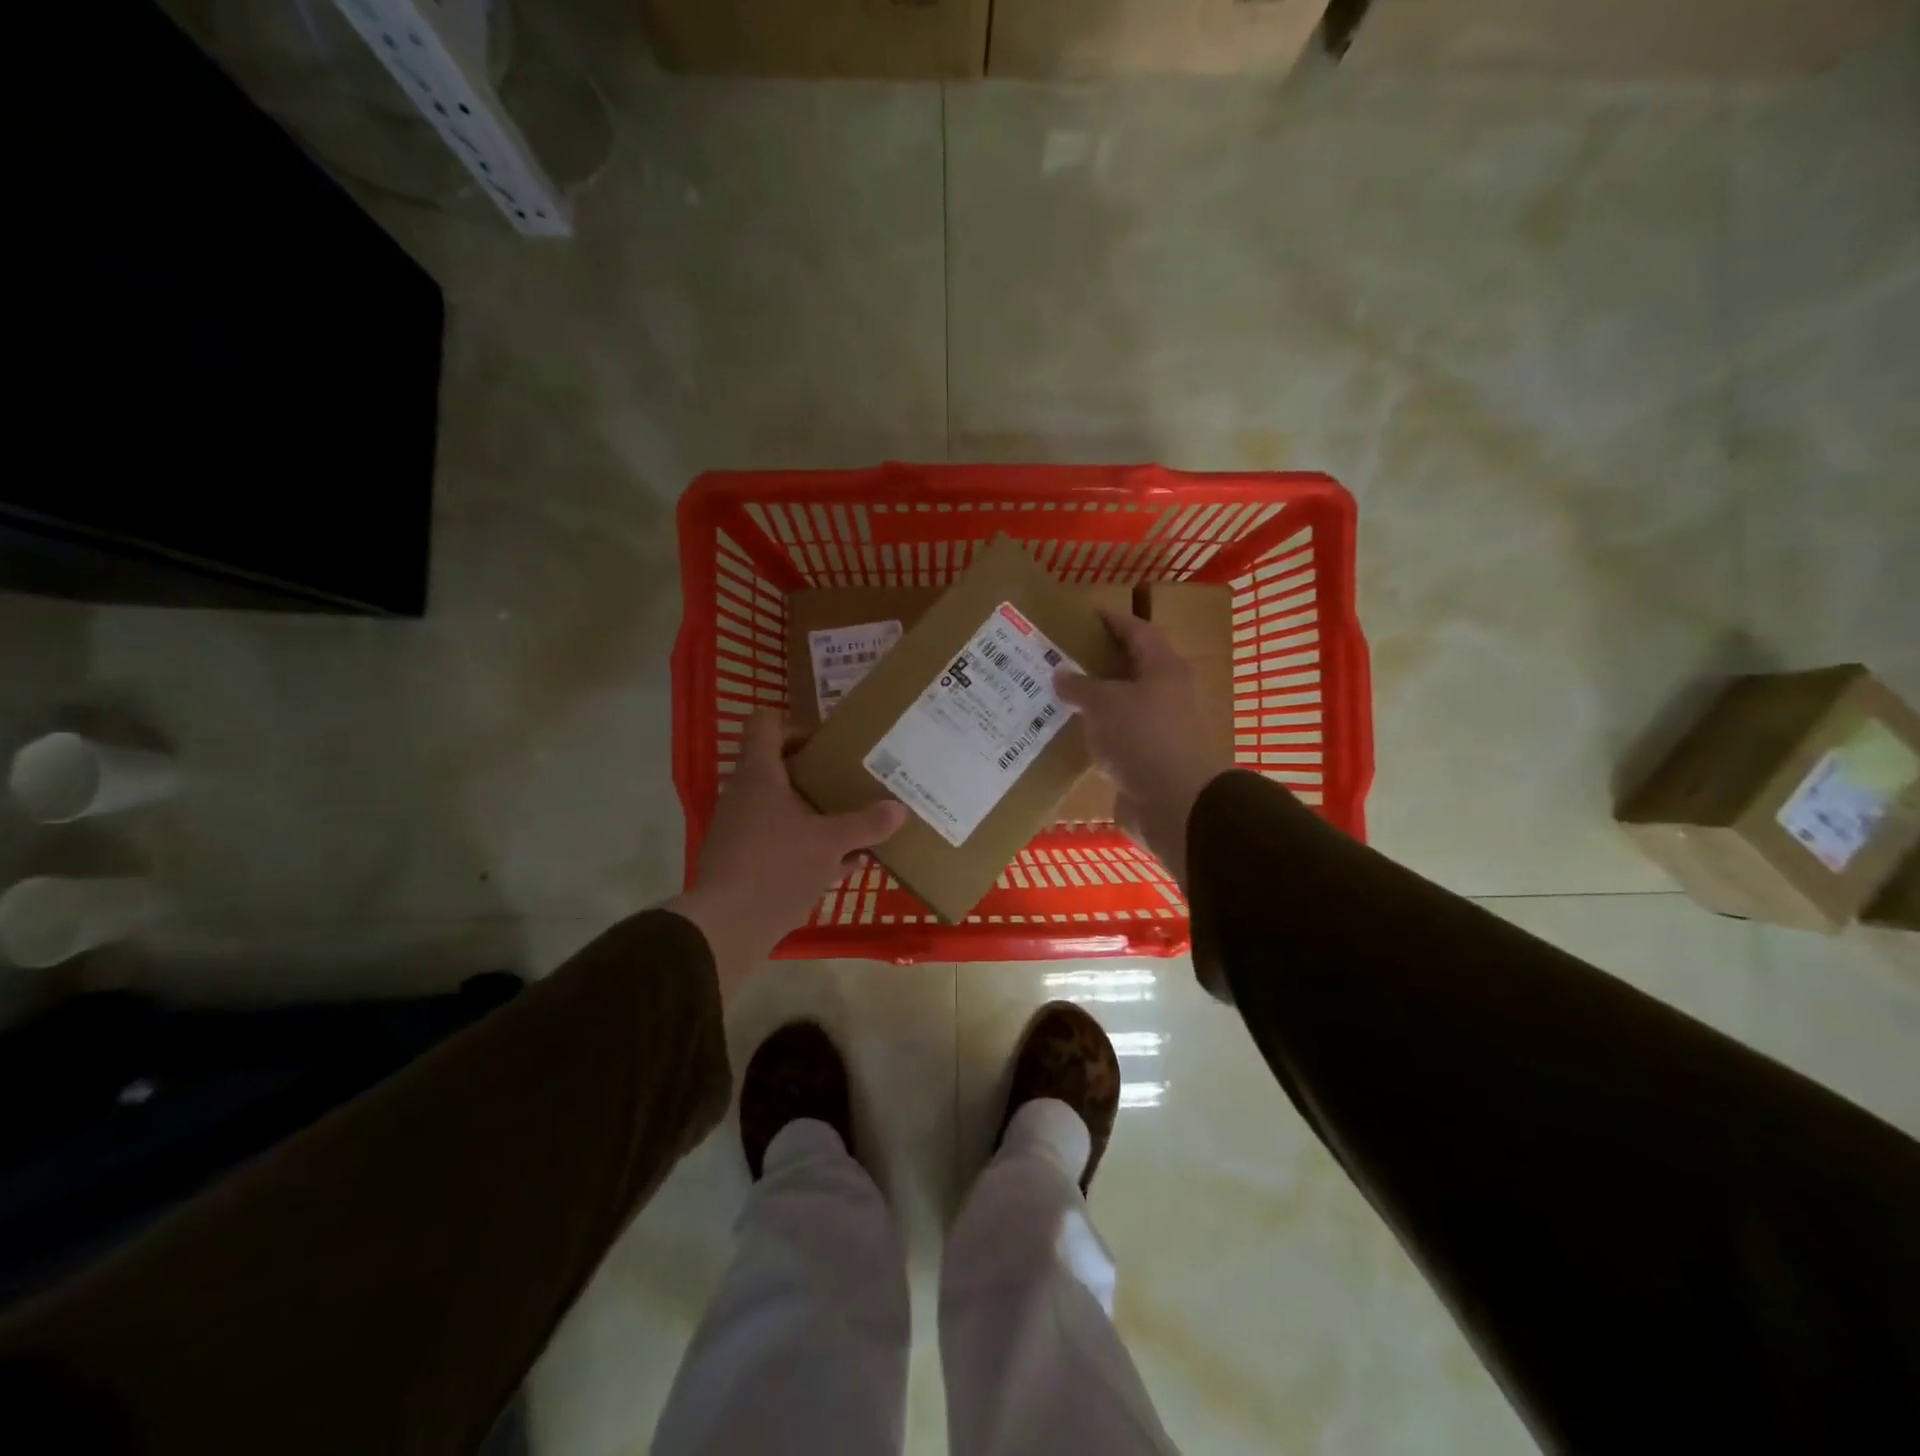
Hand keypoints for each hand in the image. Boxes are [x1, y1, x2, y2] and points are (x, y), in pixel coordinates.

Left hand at [667, 710, 908, 998]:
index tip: (828, 745)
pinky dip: (808, 847)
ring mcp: (740, 830)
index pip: (766, 724)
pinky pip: (781, 842)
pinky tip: (842, 864)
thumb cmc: (777, 866)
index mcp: (759, 774)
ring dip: (816, 814)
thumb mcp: (831, 843)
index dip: (797, 726)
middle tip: (851, 783)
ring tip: (854, 824)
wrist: (726, 926)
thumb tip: (899, 809)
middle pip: (779, 768)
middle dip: (819, 776)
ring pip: (783, 809)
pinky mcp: (743, 862)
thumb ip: (866, 823)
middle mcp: (744, 795)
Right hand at [1055, 609, 1233, 886]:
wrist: (1174, 803)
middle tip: (1061, 656)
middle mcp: (1166, 694)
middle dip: (1097, 662)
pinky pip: (1117, 738)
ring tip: (1057, 694)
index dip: (1112, 621)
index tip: (1086, 614)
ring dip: (1093, 701)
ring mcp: (1159, 729)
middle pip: (1130, 669)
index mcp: (1163, 668)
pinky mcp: (1147, 760)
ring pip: (1121, 706)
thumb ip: (1080, 685)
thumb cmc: (1142, 738)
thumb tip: (1060, 674)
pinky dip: (1096, 733)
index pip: (1137, 631)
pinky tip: (1068, 734)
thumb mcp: (1105, 703)